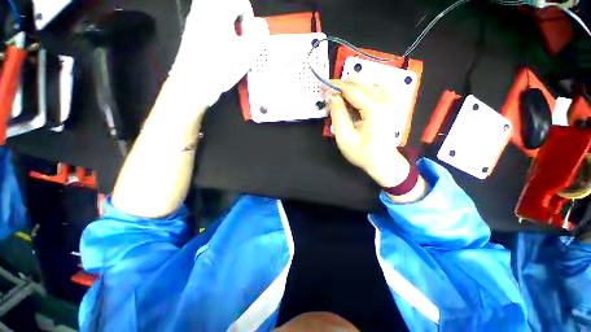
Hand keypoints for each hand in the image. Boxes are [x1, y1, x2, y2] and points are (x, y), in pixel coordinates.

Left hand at [169, 0, 268, 107]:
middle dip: (237, 15)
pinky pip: (206, 16)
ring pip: (215, 7)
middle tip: (240, 35)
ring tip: (230, 38)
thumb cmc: (222, 67)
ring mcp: (195, 17)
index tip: (248, 37)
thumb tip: (262, 25)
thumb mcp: (246, 54)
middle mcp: (205, 8)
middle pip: (227, 2)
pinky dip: (216, 24)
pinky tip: (218, 42)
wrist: (194, 81)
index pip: (241, 2)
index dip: (249, 19)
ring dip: (227, 19)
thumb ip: (257, 36)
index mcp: (219, 11)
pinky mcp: (191, 28)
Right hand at [327, 79, 412, 188]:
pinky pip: (368, 91)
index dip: (334, 86)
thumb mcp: (345, 137)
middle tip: (327, 94)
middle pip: (358, 83)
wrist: (383, 162)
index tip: (322, 87)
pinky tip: (348, 103)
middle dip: (340, 86)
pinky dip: (355, 94)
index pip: (351, 88)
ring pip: (363, 85)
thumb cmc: (363, 153)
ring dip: (347, 90)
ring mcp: (386, 100)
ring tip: (335, 99)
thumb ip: (337, 114)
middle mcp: (382, 99)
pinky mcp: (385, 104)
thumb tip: (331, 96)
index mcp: (373, 107)